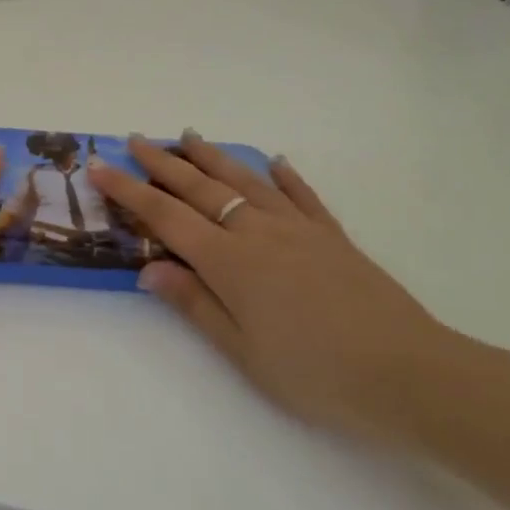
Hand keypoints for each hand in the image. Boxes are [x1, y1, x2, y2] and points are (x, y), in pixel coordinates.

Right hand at [88, 134, 468, 443]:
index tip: (100, 167)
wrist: (409, 374)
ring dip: (213, 157)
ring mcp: (299, 229)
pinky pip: (303, 196)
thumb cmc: (315, 373)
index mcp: (230, 262)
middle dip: (163, 163)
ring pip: (246, 182)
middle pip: (200, 189)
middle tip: (136, 139)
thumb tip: (149, 270)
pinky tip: (274, 160)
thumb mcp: (243, 351)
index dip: (129, 192)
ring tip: (189, 135)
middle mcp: (258, 232)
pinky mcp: (333, 237)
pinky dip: (284, 176)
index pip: (166, 218)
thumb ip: (195, 305)